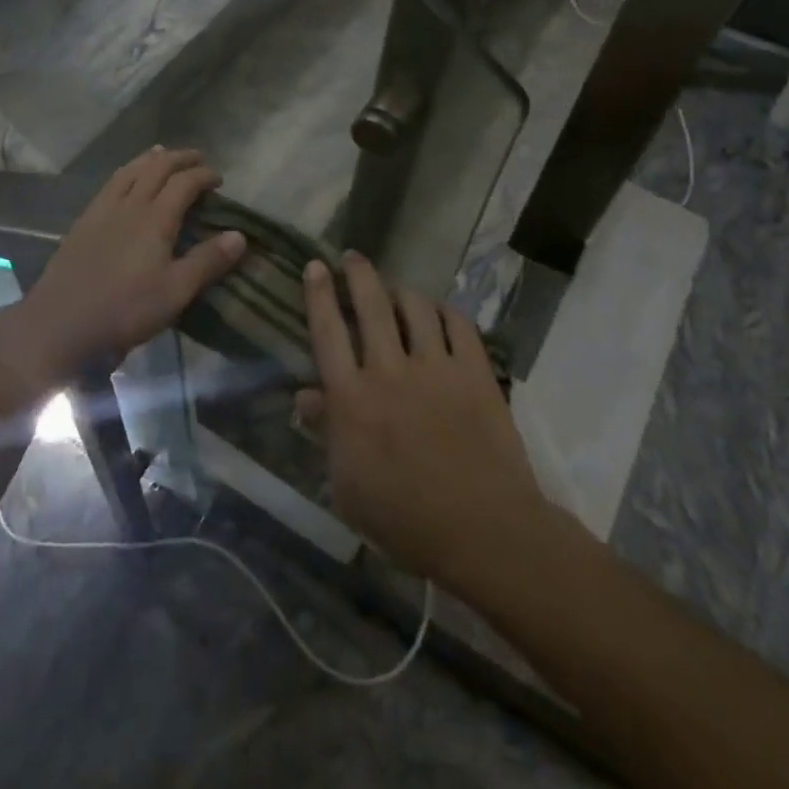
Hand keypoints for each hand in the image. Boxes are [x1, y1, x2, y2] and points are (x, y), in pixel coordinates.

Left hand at [17, 148, 244, 379]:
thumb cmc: (126, 310)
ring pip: (128, 171)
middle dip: (179, 158)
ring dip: (149, 159)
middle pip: (155, 168)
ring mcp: (101, 211)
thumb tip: (239, 235)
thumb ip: (207, 261)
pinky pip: (109, 184)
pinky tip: (125, 180)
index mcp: (155, 218)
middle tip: (196, 158)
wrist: (62, 323)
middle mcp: (129, 205)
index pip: (183, 183)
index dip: (203, 175)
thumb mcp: (176, 291)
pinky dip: (125, 172)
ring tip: (161, 153)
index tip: (218, 179)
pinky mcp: (83, 223)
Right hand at [298, 252, 553, 586]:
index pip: (327, 331)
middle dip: (358, 274)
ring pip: (416, 308)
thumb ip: (325, 434)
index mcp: (352, 398)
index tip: (315, 266)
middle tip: (352, 257)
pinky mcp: (476, 373)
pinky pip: (459, 326)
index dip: (318, 294)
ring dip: (402, 292)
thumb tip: (305, 396)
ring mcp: (437, 368)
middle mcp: (389, 371)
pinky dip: (446, 312)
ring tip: (397, 290)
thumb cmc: (403, 518)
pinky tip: (439, 313)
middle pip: (371, 305)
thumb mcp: (346, 486)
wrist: (482, 531)